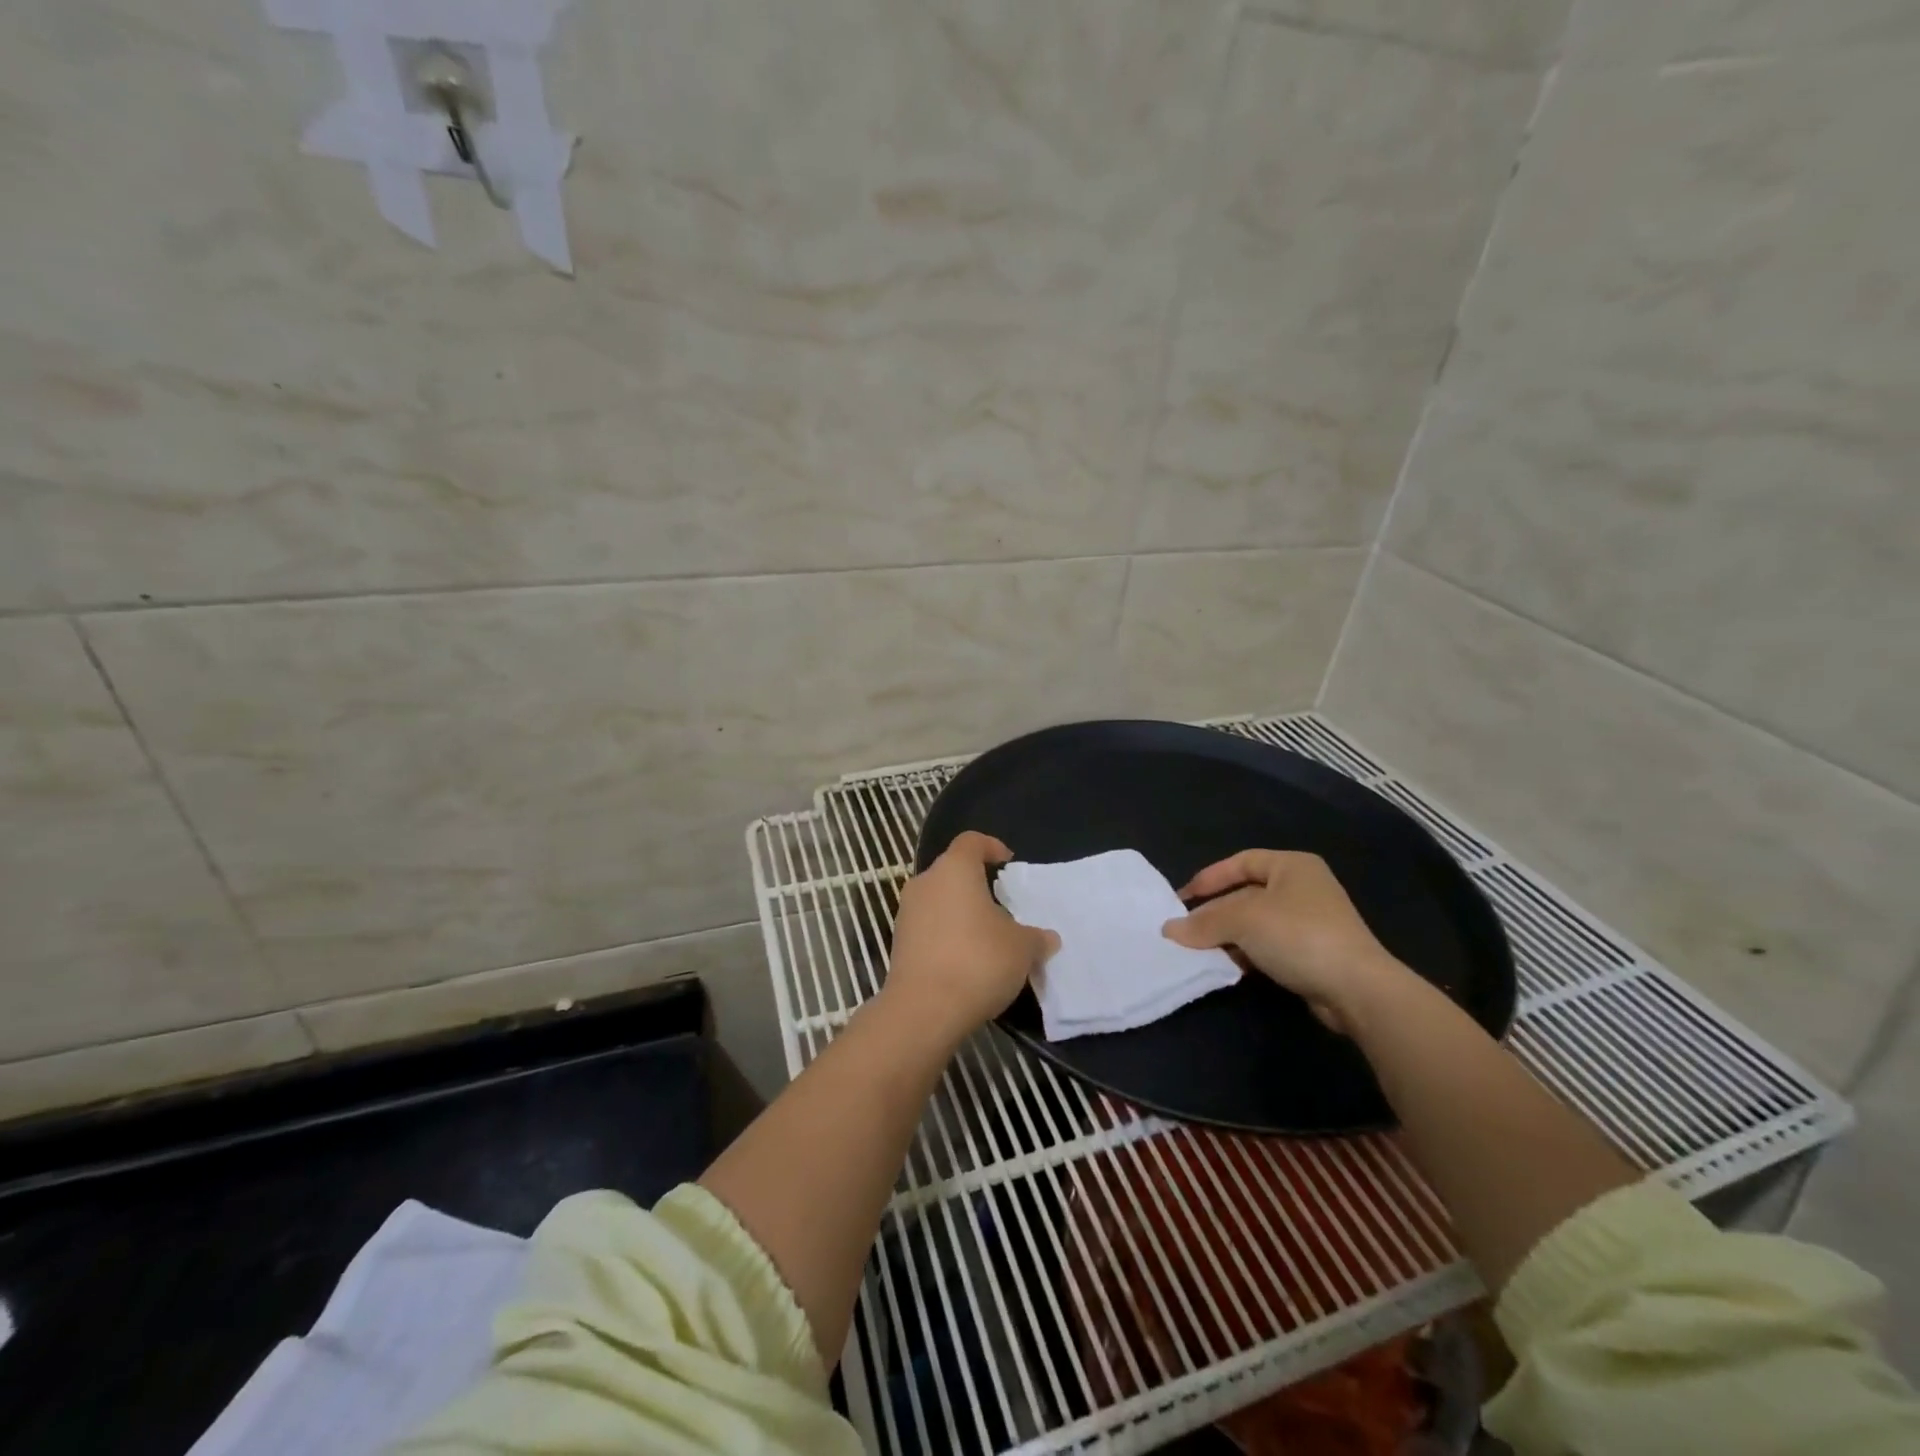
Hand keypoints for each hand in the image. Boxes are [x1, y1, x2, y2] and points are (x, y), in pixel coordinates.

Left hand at [886, 831, 1058, 1041]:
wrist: (924, 1009)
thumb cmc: (978, 961)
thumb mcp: (1022, 948)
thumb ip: (1036, 938)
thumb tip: (1047, 938)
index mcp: (954, 869)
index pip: (971, 841)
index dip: (991, 847)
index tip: (1007, 862)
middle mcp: (925, 882)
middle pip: (952, 871)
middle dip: (976, 885)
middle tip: (1002, 906)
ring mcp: (906, 912)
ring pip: (938, 900)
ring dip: (960, 912)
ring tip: (987, 937)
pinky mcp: (899, 942)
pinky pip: (928, 927)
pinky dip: (946, 935)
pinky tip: (966, 960)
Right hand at [1162, 850, 1400, 1032]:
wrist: (1358, 990)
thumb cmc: (1298, 935)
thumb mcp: (1243, 920)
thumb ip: (1204, 922)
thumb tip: (1169, 930)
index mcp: (1292, 865)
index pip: (1240, 862)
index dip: (1209, 878)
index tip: (1182, 899)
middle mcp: (1303, 887)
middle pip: (1245, 894)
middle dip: (1215, 913)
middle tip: (1186, 930)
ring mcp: (1311, 921)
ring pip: (1255, 923)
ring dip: (1228, 936)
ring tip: (1200, 951)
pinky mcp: (1313, 953)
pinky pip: (1269, 945)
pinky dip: (1247, 952)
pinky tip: (1229, 966)